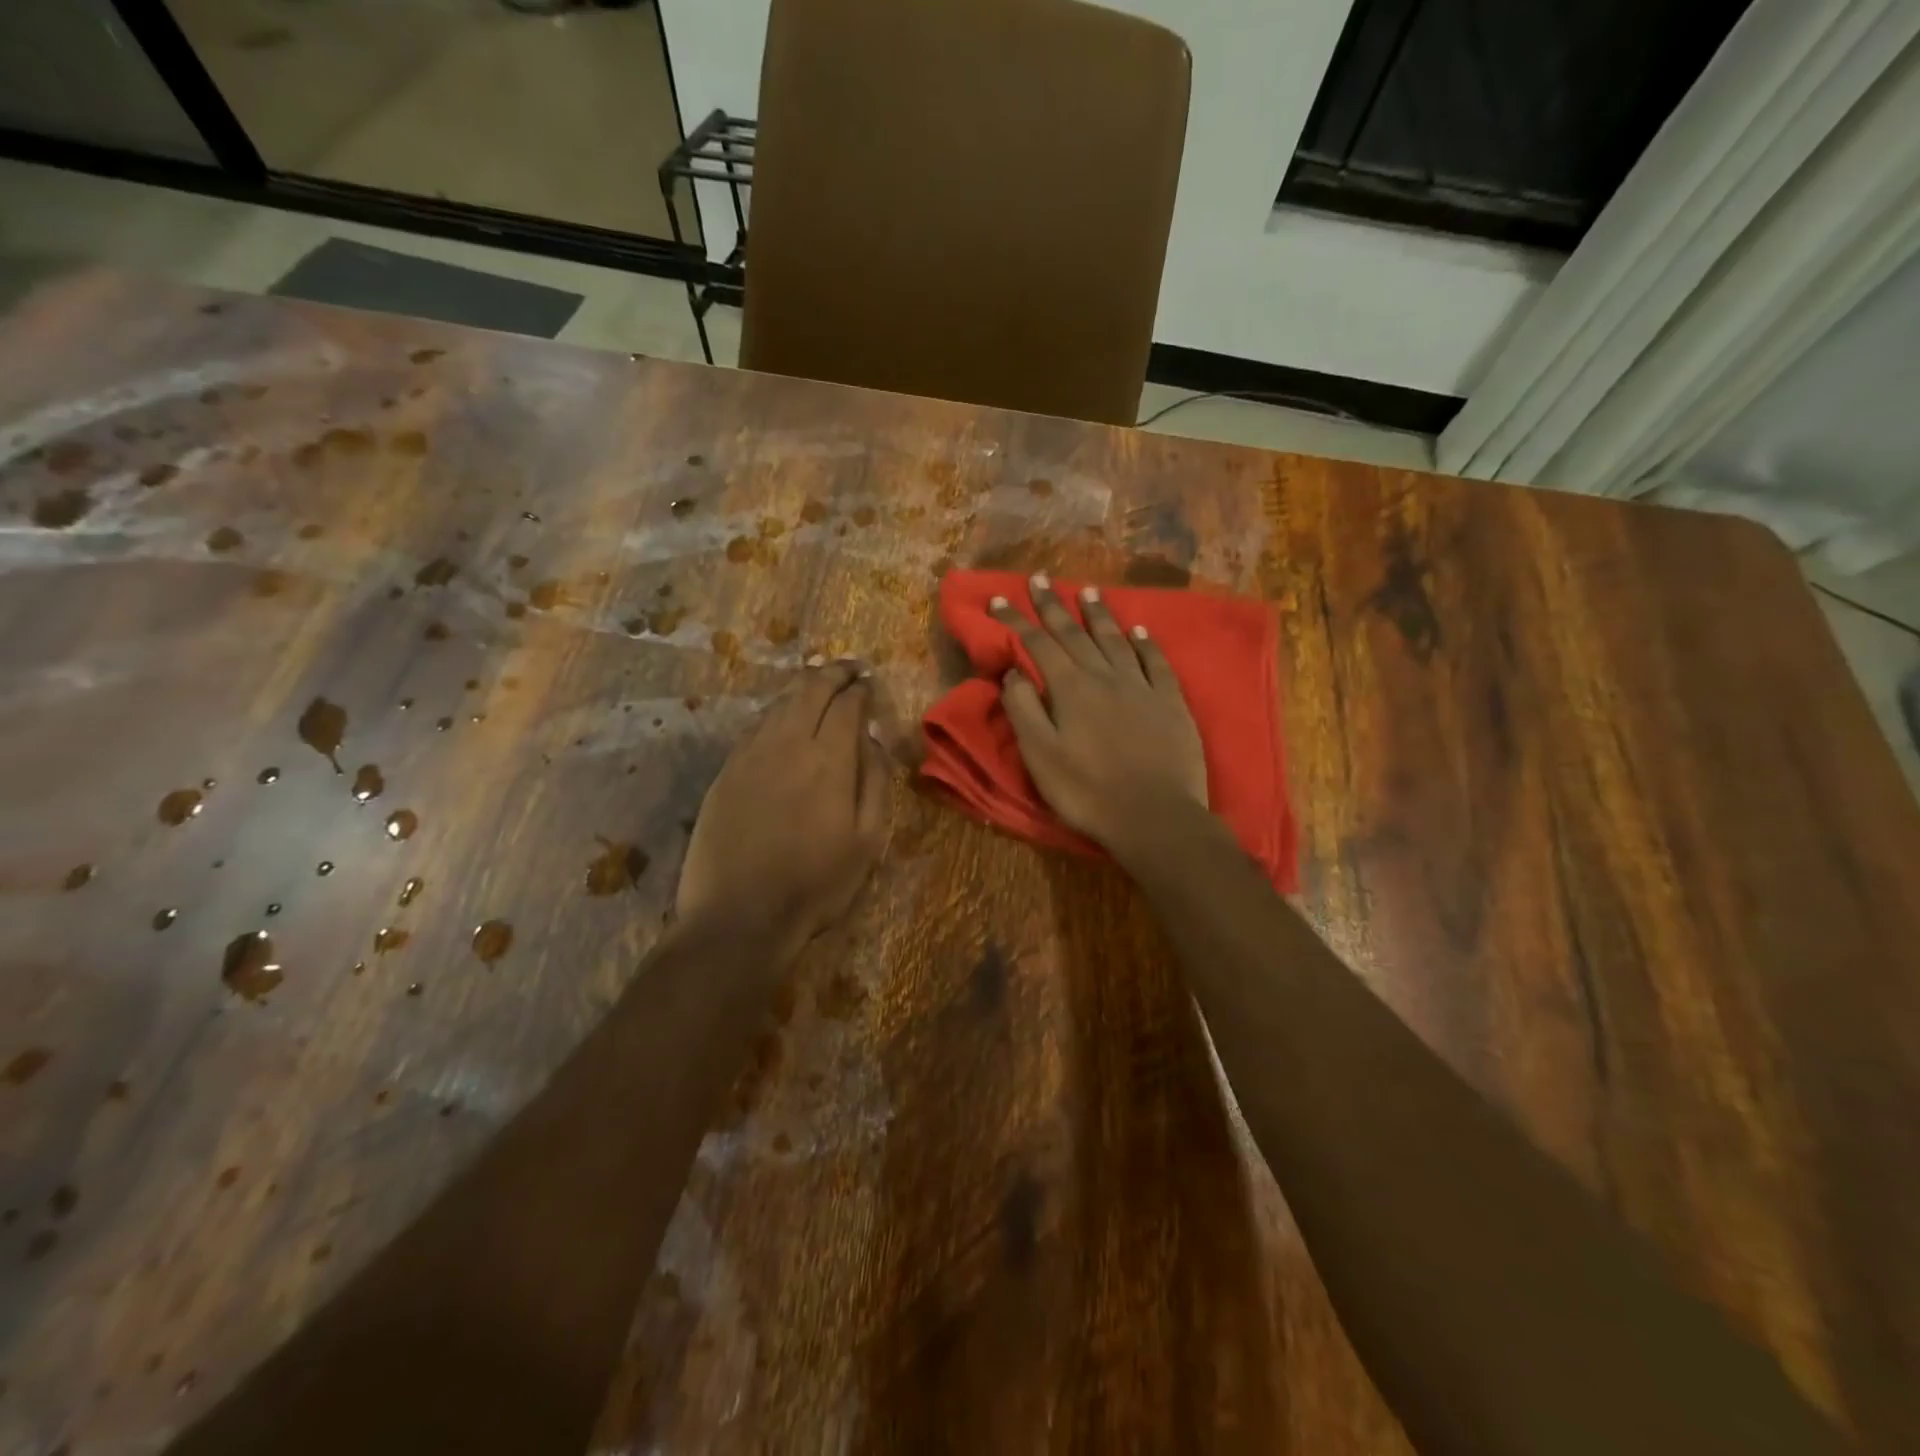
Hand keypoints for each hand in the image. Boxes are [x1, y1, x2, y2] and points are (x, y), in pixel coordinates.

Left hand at [678, 660, 890, 950]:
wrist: (739, 915)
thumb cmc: (815, 884)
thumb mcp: (867, 841)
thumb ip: (876, 782)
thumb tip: (874, 739)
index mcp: (829, 758)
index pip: (847, 704)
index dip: (861, 689)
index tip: (870, 684)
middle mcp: (788, 743)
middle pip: (810, 690)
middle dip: (833, 673)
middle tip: (848, 668)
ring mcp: (750, 755)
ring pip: (780, 704)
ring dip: (803, 689)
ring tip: (818, 685)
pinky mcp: (725, 772)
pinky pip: (756, 728)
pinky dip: (776, 714)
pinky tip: (783, 721)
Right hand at [991, 574, 1208, 862]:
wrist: (1155, 816)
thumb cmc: (1088, 792)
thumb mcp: (1041, 756)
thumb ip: (1023, 710)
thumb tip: (1013, 673)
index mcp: (1070, 689)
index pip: (1037, 645)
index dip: (1017, 621)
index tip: (999, 598)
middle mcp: (1105, 676)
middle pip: (1075, 633)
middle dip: (1053, 606)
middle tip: (1039, 578)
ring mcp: (1142, 686)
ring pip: (1116, 640)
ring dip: (1098, 615)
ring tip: (1086, 591)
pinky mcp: (1171, 702)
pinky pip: (1156, 662)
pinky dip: (1145, 643)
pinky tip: (1139, 631)